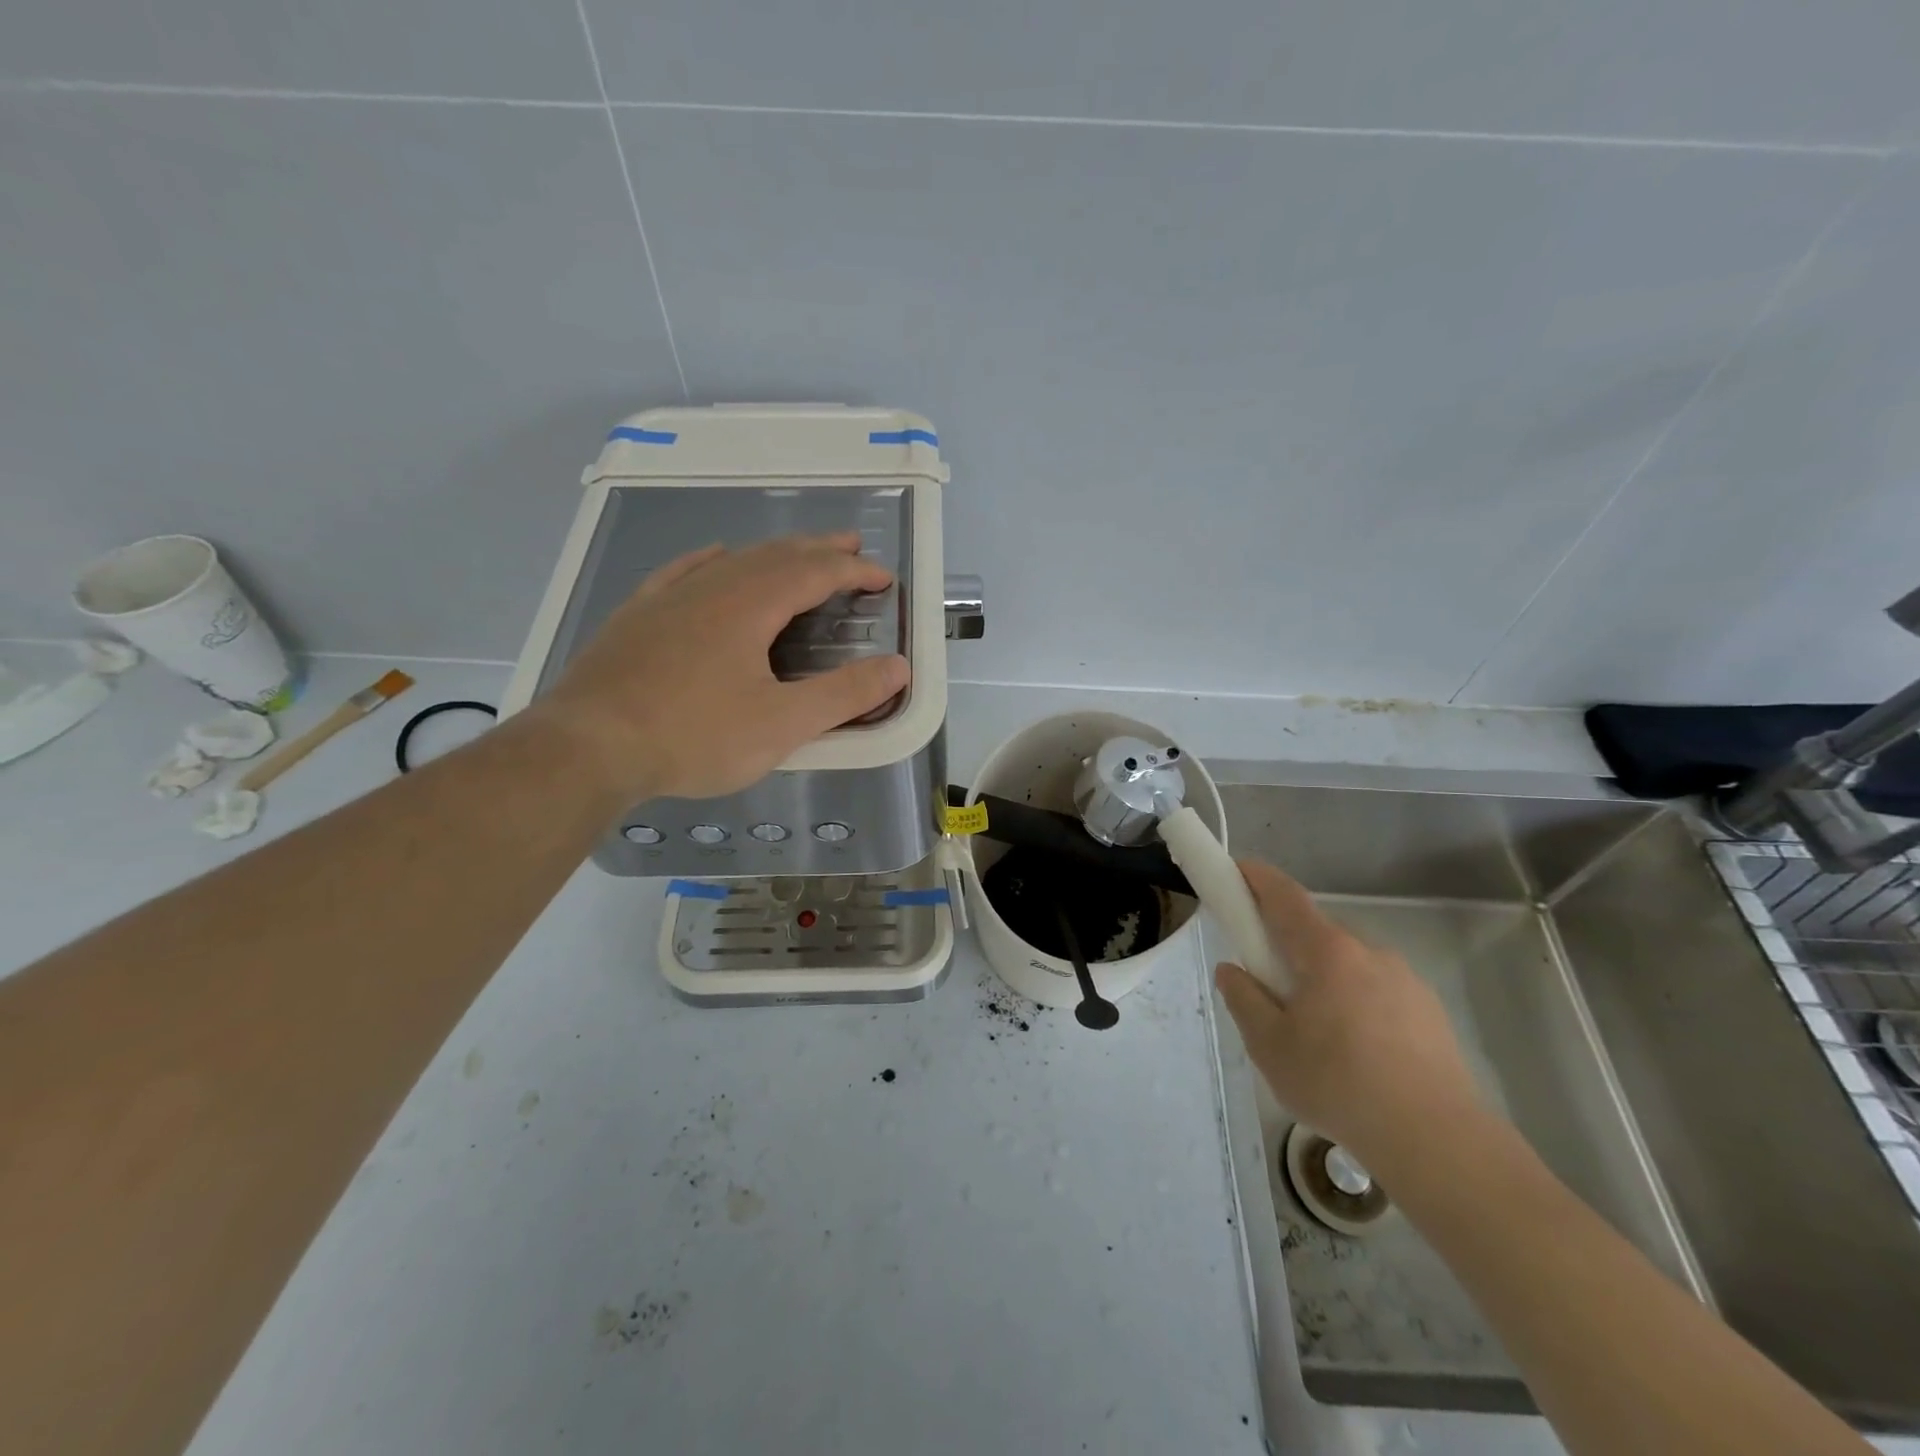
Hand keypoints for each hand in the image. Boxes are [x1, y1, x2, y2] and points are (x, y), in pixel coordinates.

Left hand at [534, 533, 908, 802]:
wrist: (588, 746)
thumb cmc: (694, 735)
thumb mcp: (783, 724)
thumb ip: (845, 695)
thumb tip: (899, 668)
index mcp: (751, 604)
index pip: (816, 572)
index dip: (854, 571)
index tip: (883, 578)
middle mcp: (712, 586)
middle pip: (776, 555)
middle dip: (819, 550)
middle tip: (850, 547)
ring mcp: (669, 597)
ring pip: (733, 559)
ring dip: (774, 553)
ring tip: (797, 554)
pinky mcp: (637, 615)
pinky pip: (684, 571)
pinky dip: (713, 559)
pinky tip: (715, 556)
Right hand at [1213, 861, 1486, 1176]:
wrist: (1436, 1141)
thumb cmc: (1338, 1084)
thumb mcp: (1269, 1045)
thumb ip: (1244, 999)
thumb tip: (1233, 971)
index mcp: (1327, 952)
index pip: (1285, 897)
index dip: (1256, 878)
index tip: (1236, 870)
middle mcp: (1369, 953)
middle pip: (1317, 934)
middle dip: (1289, 948)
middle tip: (1269, 989)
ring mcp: (1406, 982)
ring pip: (1349, 967)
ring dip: (1325, 982)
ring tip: (1316, 1038)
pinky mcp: (1430, 1014)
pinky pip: (1378, 994)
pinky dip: (1356, 1007)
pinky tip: (1356, 1057)